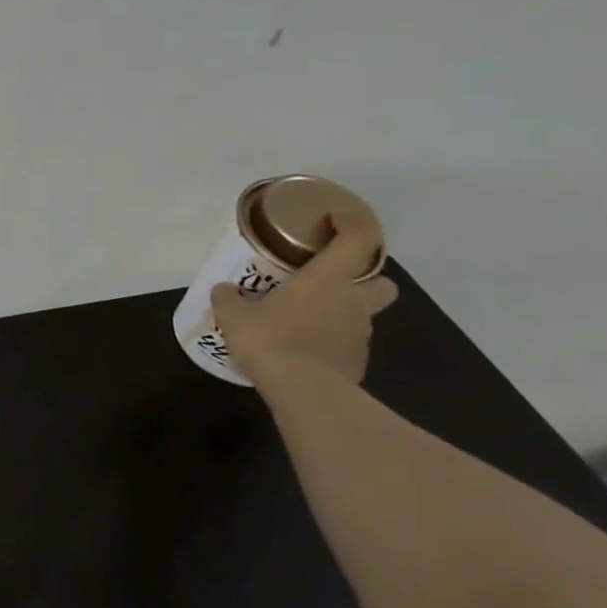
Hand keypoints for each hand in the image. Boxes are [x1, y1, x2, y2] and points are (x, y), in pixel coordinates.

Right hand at [210, 212, 398, 385]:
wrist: (303, 391)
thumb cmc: (270, 339)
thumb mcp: (234, 315)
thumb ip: (229, 299)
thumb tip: (225, 290)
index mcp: (327, 279)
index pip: (359, 239)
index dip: (354, 222)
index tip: (337, 216)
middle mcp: (353, 302)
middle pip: (381, 283)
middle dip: (364, 280)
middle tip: (329, 282)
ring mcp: (360, 335)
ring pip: (362, 315)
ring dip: (341, 313)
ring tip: (303, 321)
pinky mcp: (357, 363)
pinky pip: (347, 344)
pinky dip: (331, 342)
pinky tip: (303, 350)